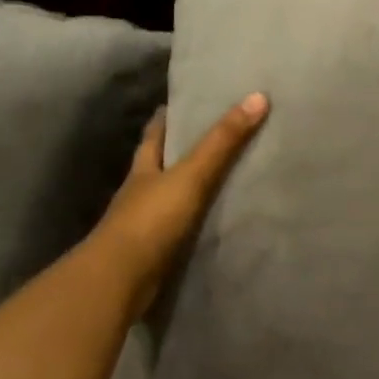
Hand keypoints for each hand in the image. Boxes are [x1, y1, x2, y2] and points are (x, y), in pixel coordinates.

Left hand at [86, 92, 269, 308]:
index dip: (165, 118)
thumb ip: (223, 141)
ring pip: (169, 197)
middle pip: (159, 164)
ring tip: (220, 176)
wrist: (120, 281)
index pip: (154, 135)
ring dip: (187, 188)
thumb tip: (258, 96)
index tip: (179, 103)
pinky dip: (194, 221)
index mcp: (144, 169)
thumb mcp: (192, 174)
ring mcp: (145, 225)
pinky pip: (179, 228)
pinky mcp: (155, 252)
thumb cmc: (151, 219)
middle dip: (177, 151)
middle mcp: (141, 193)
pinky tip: (212, 220)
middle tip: (209, 135)